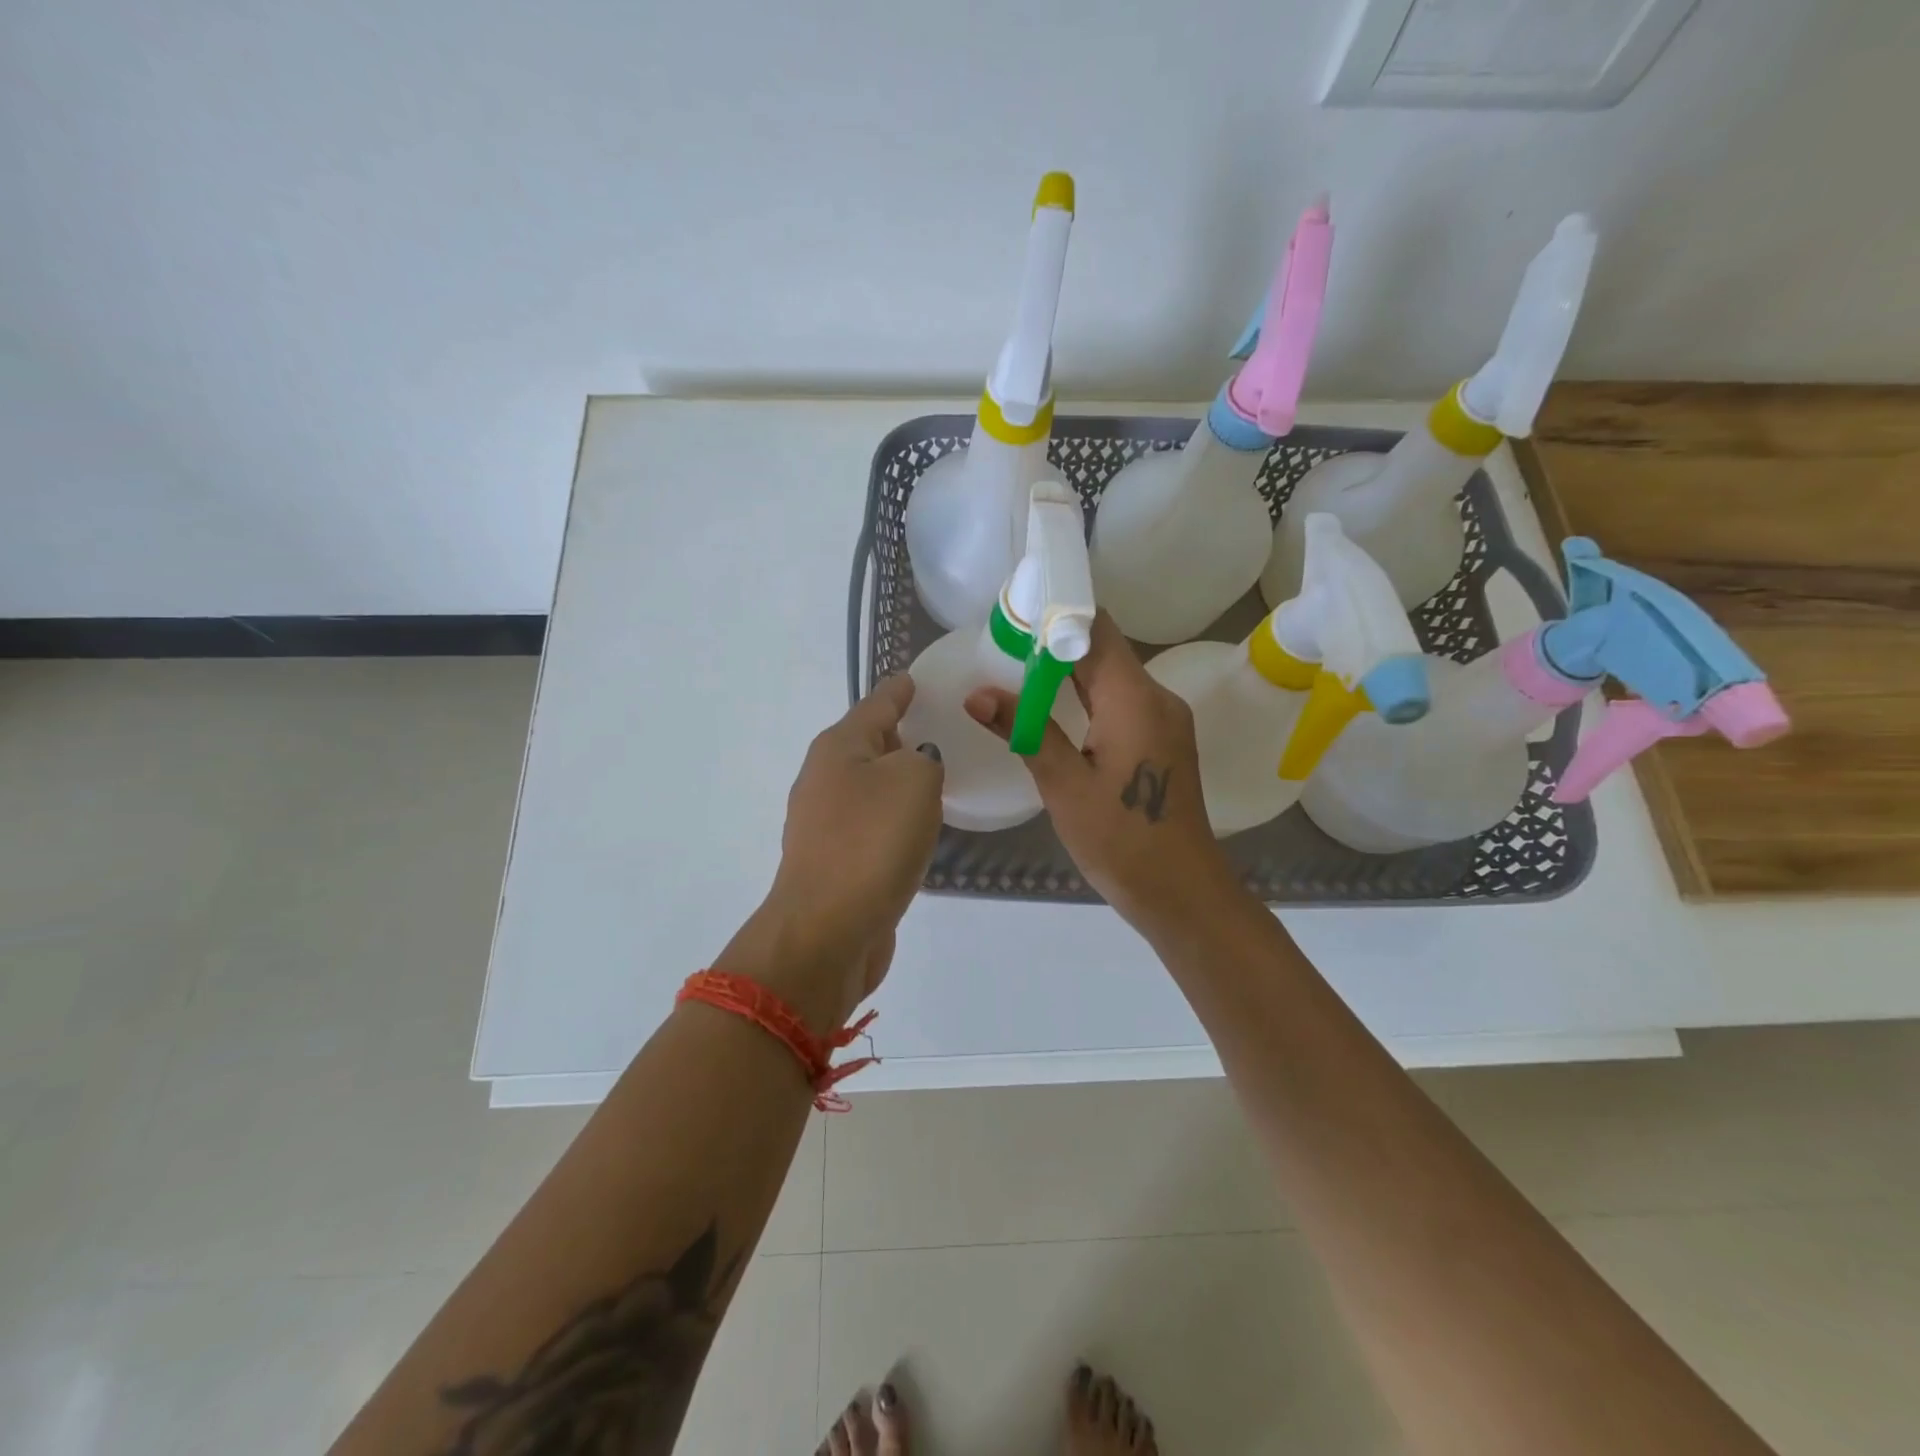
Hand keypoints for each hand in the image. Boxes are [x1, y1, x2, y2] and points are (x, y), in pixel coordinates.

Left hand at [720, 677, 942, 1031]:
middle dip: (899, 734)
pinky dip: (893, 818)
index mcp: (839, 748)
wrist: (828, 931)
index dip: (898, 690)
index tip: (913, 678)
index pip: (876, 704)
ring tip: (934, 776)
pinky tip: (916, 827)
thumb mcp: (913, 781)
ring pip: (869, 787)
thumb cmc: (872, 843)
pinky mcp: (834, 862)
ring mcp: (824, 824)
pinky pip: (871, 824)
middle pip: (867, 744)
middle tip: (938, 727)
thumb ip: (924, 758)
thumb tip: (916, 765)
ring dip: (897, 780)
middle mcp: (824, 779)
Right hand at [965, 612, 1238, 933]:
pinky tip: (1052, 710)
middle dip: (1055, 642)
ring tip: (1016, 671)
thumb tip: (977, 694)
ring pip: (1112, 676)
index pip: (1096, 630)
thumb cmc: (1121, 840)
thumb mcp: (1064, 785)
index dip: (1056, 614)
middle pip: (1104, 650)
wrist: (1181, 892)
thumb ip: (1025, 730)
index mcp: (1135, 698)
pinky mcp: (1162, 741)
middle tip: (1002, 644)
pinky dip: (1086, 697)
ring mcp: (1164, 720)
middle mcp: (1157, 697)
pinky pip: (1121, 702)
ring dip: (1068, 671)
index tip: (1013, 615)